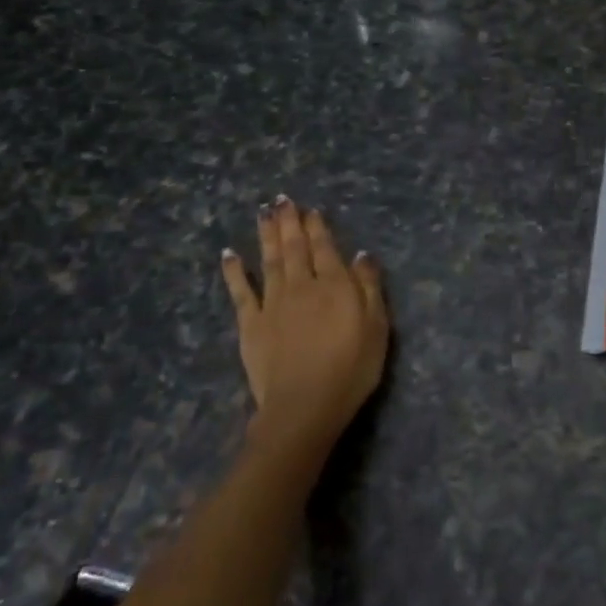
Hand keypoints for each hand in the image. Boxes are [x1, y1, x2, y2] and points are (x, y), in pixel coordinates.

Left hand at [221, 197, 388, 449]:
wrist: (304, 405)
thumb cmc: (351, 369)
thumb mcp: (377, 327)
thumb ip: (369, 287)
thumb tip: (362, 254)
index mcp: (335, 285)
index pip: (325, 248)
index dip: (317, 227)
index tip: (310, 209)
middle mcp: (302, 285)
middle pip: (295, 247)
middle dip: (289, 222)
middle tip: (282, 200)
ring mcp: (273, 303)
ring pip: (269, 260)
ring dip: (266, 235)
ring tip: (263, 213)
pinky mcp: (251, 324)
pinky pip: (241, 291)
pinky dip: (235, 271)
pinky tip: (229, 254)